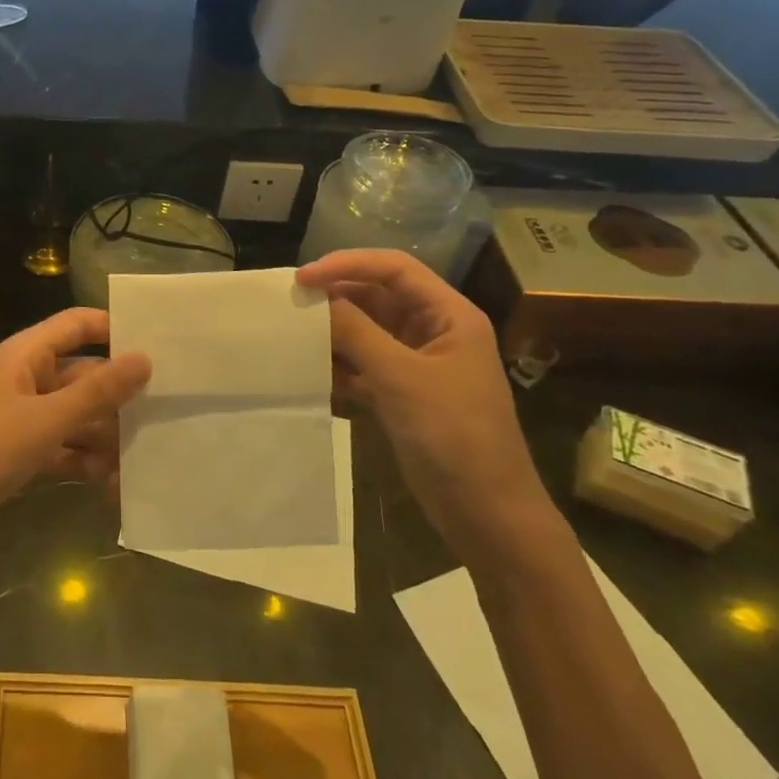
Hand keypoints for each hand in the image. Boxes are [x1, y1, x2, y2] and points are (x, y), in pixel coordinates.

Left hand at [0, 308, 151, 562]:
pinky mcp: (25, 451)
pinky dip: (87, 463)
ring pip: (80, 416)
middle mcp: (29, 378)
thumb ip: (97, 392)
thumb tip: (144, 359)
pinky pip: (67, 447)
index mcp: (27, 354)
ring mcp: (27, 416)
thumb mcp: (45, 421)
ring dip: (106, 438)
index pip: (78, 324)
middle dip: (119, 397)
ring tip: (140, 463)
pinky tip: (112, 486)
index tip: (158, 347)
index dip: (115, 328)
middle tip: (166, 415)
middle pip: (85, 375)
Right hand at [296, 250, 559, 565]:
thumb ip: (355, 332)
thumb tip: (315, 298)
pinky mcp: (402, 392)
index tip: (302, 278)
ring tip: (295, 338)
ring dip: (333, 333)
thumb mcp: (401, 379)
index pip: (394, 268)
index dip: (347, 264)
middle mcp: (434, 331)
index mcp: (449, 316)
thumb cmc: (453, 437)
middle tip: (291, 306)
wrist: (487, 514)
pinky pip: (363, 364)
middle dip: (335, 298)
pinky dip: (339, 365)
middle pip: (377, 296)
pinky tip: (313, 375)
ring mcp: (418, 363)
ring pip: (366, 330)